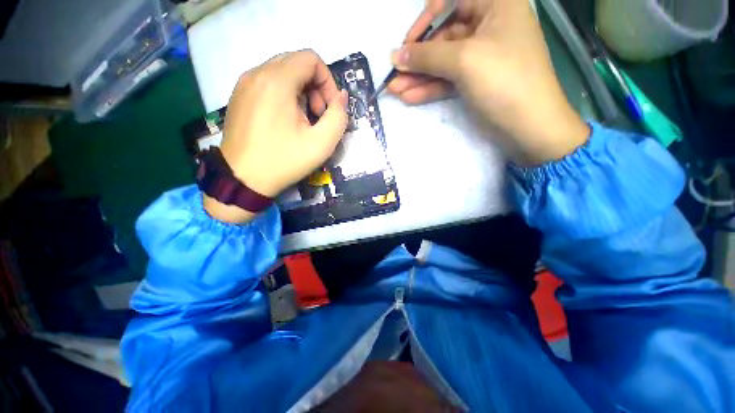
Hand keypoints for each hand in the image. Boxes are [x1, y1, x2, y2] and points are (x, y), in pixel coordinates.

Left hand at [204, 50, 347, 223]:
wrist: (243, 179)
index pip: (311, 59)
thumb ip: (338, 116)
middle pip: (296, 63)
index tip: (329, 109)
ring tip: (302, 120)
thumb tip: (341, 96)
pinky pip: (268, 83)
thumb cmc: (284, 161)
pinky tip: (285, 121)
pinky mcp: (239, 95)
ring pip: (282, 72)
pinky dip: (284, 95)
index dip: (328, 81)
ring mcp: (244, 83)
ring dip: (301, 92)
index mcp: (277, 81)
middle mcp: (257, 73)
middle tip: (317, 116)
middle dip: (315, 87)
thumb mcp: (321, 143)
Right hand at [388, 0, 588, 165]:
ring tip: (394, 89)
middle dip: (417, 57)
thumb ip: (427, 56)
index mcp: (496, 5)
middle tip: (394, 74)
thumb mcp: (464, 60)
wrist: (527, 127)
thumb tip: (395, 55)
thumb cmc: (504, 81)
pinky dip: (428, 88)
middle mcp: (488, 27)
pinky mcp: (473, 82)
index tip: (408, 42)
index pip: (452, 1)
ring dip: (418, 76)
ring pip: (442, 62)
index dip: (427, 19)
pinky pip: (446, 80)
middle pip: (443, 36)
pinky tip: (409, 96)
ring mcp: (480, 57)